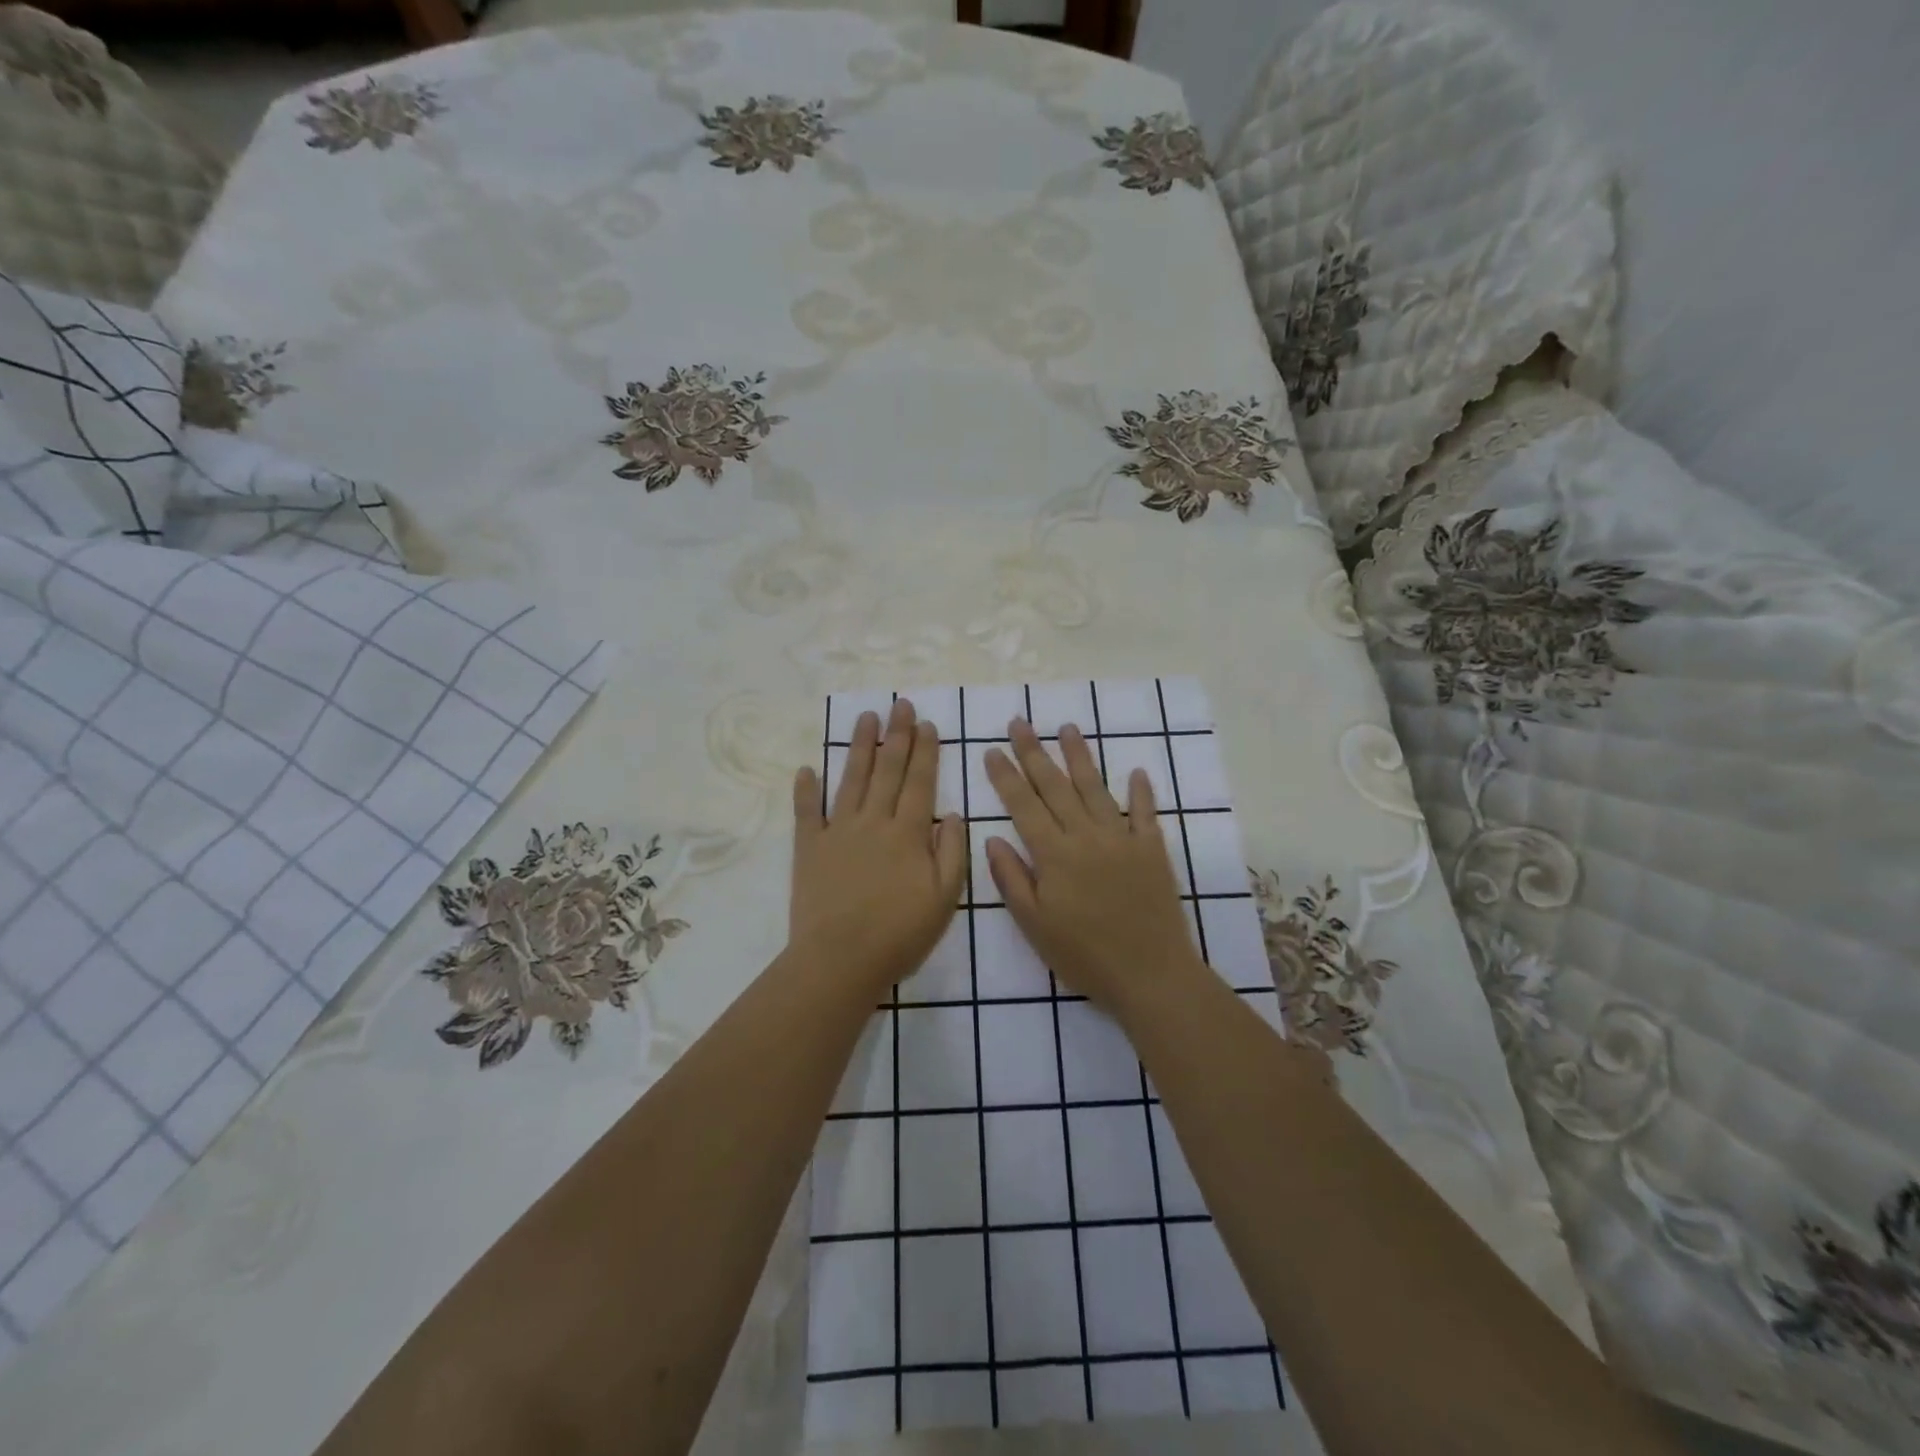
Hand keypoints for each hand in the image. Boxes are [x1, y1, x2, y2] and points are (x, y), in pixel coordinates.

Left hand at [790, 698, 967, 998]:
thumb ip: (952, 852)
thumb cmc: (900, 933)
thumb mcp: (945, 897)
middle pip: (887, 770)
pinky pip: (807, 811)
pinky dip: (806, 789)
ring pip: (852, 779)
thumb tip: (955, 814)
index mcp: (908, 833)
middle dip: (897, 735)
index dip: (925, 751)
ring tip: (866, 718)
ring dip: (860, 747)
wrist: (841, 959)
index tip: (927, 724)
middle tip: (900, 704)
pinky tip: (807, 768)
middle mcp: (873, 821)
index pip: (920, 782)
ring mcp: (838, 831)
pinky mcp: (809, 847)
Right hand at [983, 719, 1206, 1016]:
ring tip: (1067, 727)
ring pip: (1096, 788)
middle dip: (1035, 752)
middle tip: (1020, 722)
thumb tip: (992, 838)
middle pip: (1056, 786)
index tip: (993, 749)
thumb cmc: (1084, 956)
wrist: (1150, 974)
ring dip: (1080, 757)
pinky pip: (1145, 813)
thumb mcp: (1034, 925)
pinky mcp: (1152, 850)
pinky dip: (1141, 791)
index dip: (1006, 776)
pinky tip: (1137, 771)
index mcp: (1054, 855)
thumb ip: (1012, 879)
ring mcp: (1123, 839)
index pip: (1024, 805)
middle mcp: (1087, 836)